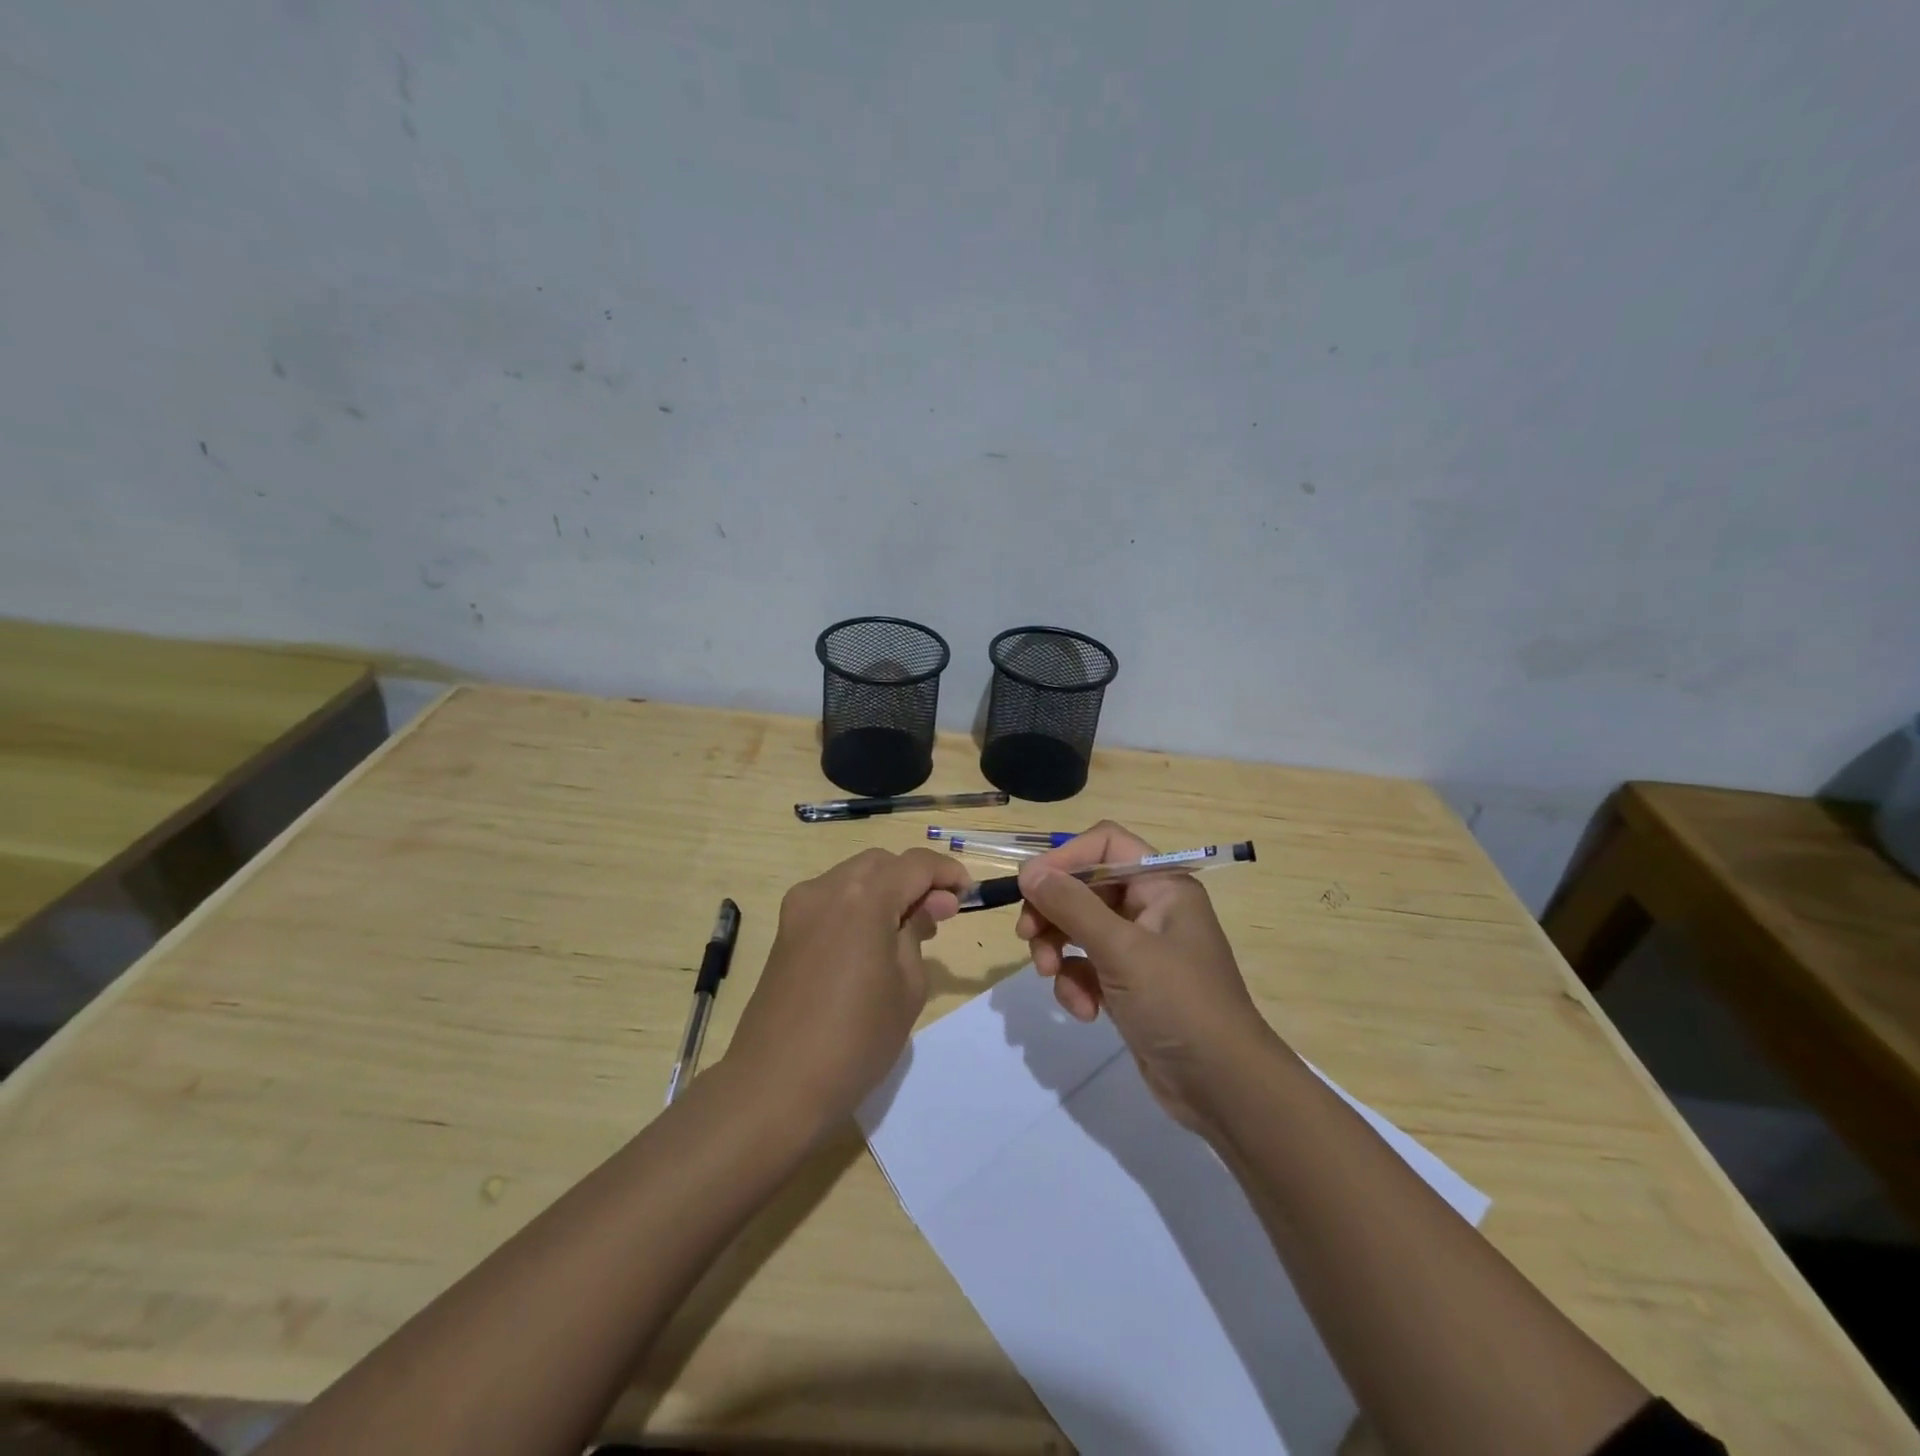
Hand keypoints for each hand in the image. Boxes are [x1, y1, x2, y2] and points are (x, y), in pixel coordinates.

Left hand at [727, 848, 969, 1131]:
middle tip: (940, 914)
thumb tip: (926, 906)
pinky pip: (831, 900)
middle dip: (914, 879)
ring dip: (886, 890)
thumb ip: (917, 933)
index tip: (968, 894)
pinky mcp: (785, 931)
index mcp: (863, 897)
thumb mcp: (907, 987)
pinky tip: (872, 942)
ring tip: (909, 930)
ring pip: (854, 877)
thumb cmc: (855, 1039)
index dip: (947, 873)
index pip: (915, 864)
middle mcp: (827, 889)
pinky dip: (859, 905)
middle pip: (881, 863)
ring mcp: (799, 908)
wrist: (775, 1085)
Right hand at [1015, 821, 1273, 1130]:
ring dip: (1058, 950)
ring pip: (1079, 928)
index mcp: (1162, 885)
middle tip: (1027, 936)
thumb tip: (1028, 871)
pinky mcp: (1128, 984)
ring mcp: (1139, 948)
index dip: (1065, 858)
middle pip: (1085, 887)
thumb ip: (1072, 906)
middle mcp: (1151, 908)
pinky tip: (1083, 1010)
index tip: (1030, 886)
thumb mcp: (1122, 950)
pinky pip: (1087, 966)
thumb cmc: (1179, 1004)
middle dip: (1053, 912)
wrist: (1224, 1088)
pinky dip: (1076, 983)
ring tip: (1051, 976)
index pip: (1105, 844)